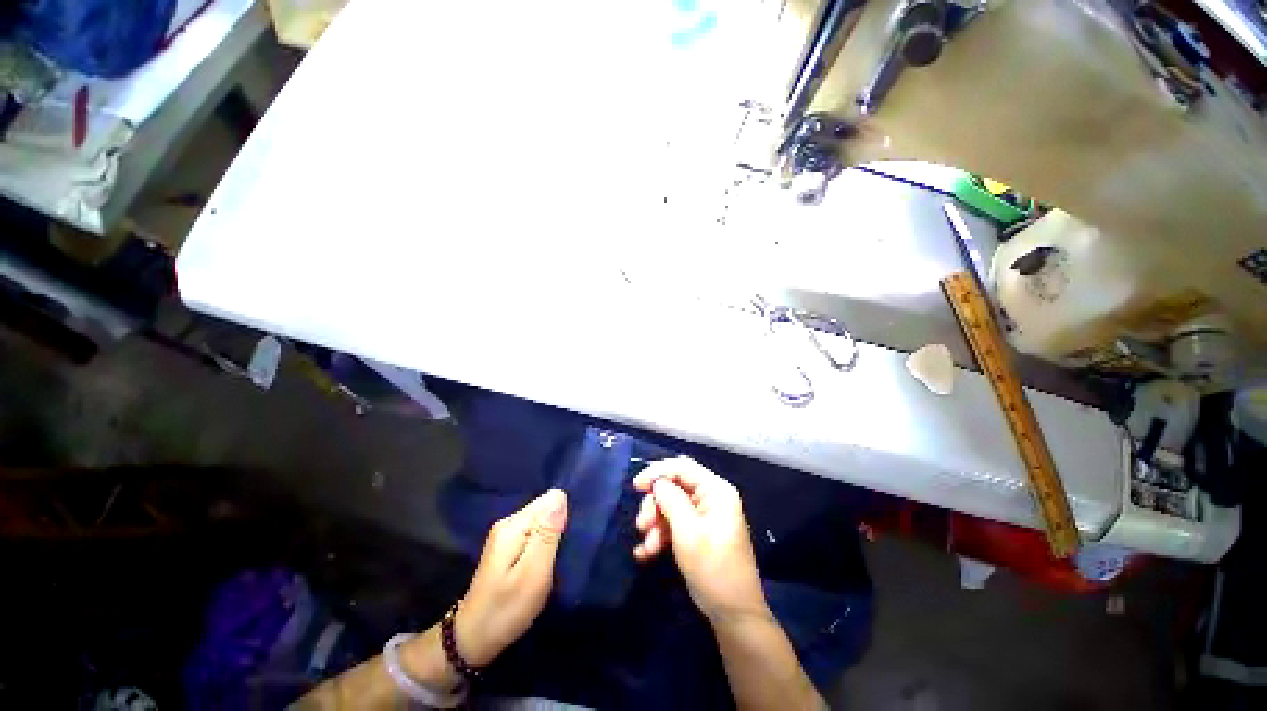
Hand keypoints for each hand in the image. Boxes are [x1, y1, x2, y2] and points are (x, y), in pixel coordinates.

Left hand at [455, 488, 567, 665]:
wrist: (472, 640)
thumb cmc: (506, 608)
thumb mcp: (533, 573)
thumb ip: (547, 533)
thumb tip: (559, 493)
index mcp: (513, 525)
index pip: (549, 500)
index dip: (563, 516)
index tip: (567, 540)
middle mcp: (508, 523)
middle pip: (544, 509)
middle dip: (558, 526)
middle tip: (562, 554)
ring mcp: (506, 535)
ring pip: (541, 521)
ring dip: (552, 537)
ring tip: (557, 559)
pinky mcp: (508, 546)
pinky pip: (535, 533)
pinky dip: (544, 545)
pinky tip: (546, 561)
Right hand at [633, 457, 767, 621]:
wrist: (733, 614)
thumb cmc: (713, 568)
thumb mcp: (688, 532)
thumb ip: (671, 500)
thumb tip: (657, 482)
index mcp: (715, 491)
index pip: (682, 467)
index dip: (658, 472)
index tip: (636, 487)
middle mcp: (711, 498)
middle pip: (674, 486)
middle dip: (655, 504)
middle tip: (642, 524)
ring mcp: (704, 516)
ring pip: (671, 506)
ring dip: (655, 523)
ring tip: (646, 546)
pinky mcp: (698, 532)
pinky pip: (674, 524)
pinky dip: (660, 535)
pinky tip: (646, 553)